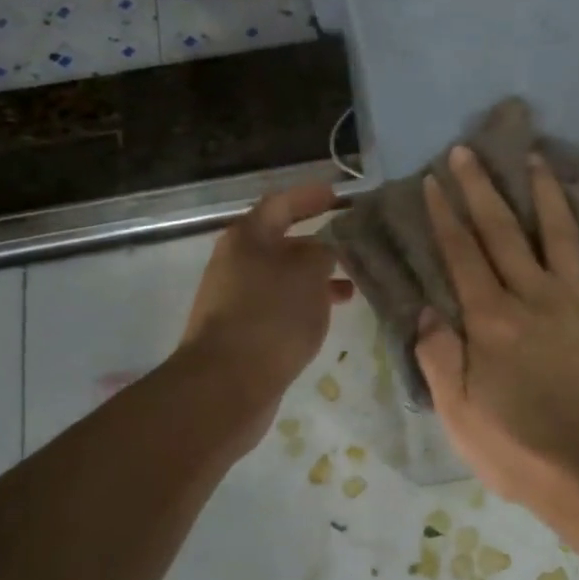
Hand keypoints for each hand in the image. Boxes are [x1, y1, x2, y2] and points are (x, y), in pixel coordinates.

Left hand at [179, 183, 353, 437]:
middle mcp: (236, 262)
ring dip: (315, 278)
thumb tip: (322, 250)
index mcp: (247, 238)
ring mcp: (235, 298)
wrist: (226, 384)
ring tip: (351, 287)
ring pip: (282, 277)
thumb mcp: (308, 274)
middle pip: (280, 242)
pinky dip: (303, 303)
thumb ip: (322, 253)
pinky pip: (278, 305)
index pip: (281, 204)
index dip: (309, 197)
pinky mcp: (241, 330)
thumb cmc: (271, 316)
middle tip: (352, 244)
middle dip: (317, 242)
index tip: (337, 196)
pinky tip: (326, 316)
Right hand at [415, 145, 578, 512]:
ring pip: (560, 233)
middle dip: (482, 188)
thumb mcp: (456, 412)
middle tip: (468, 151)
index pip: (462, 253)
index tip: (434, 180)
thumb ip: (438, 356)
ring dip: (545, 191)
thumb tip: (427, 309)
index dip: (446, 214)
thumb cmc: (514, 447)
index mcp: (491, 320)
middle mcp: (533, 297)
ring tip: (535, 157)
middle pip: (503, 231)